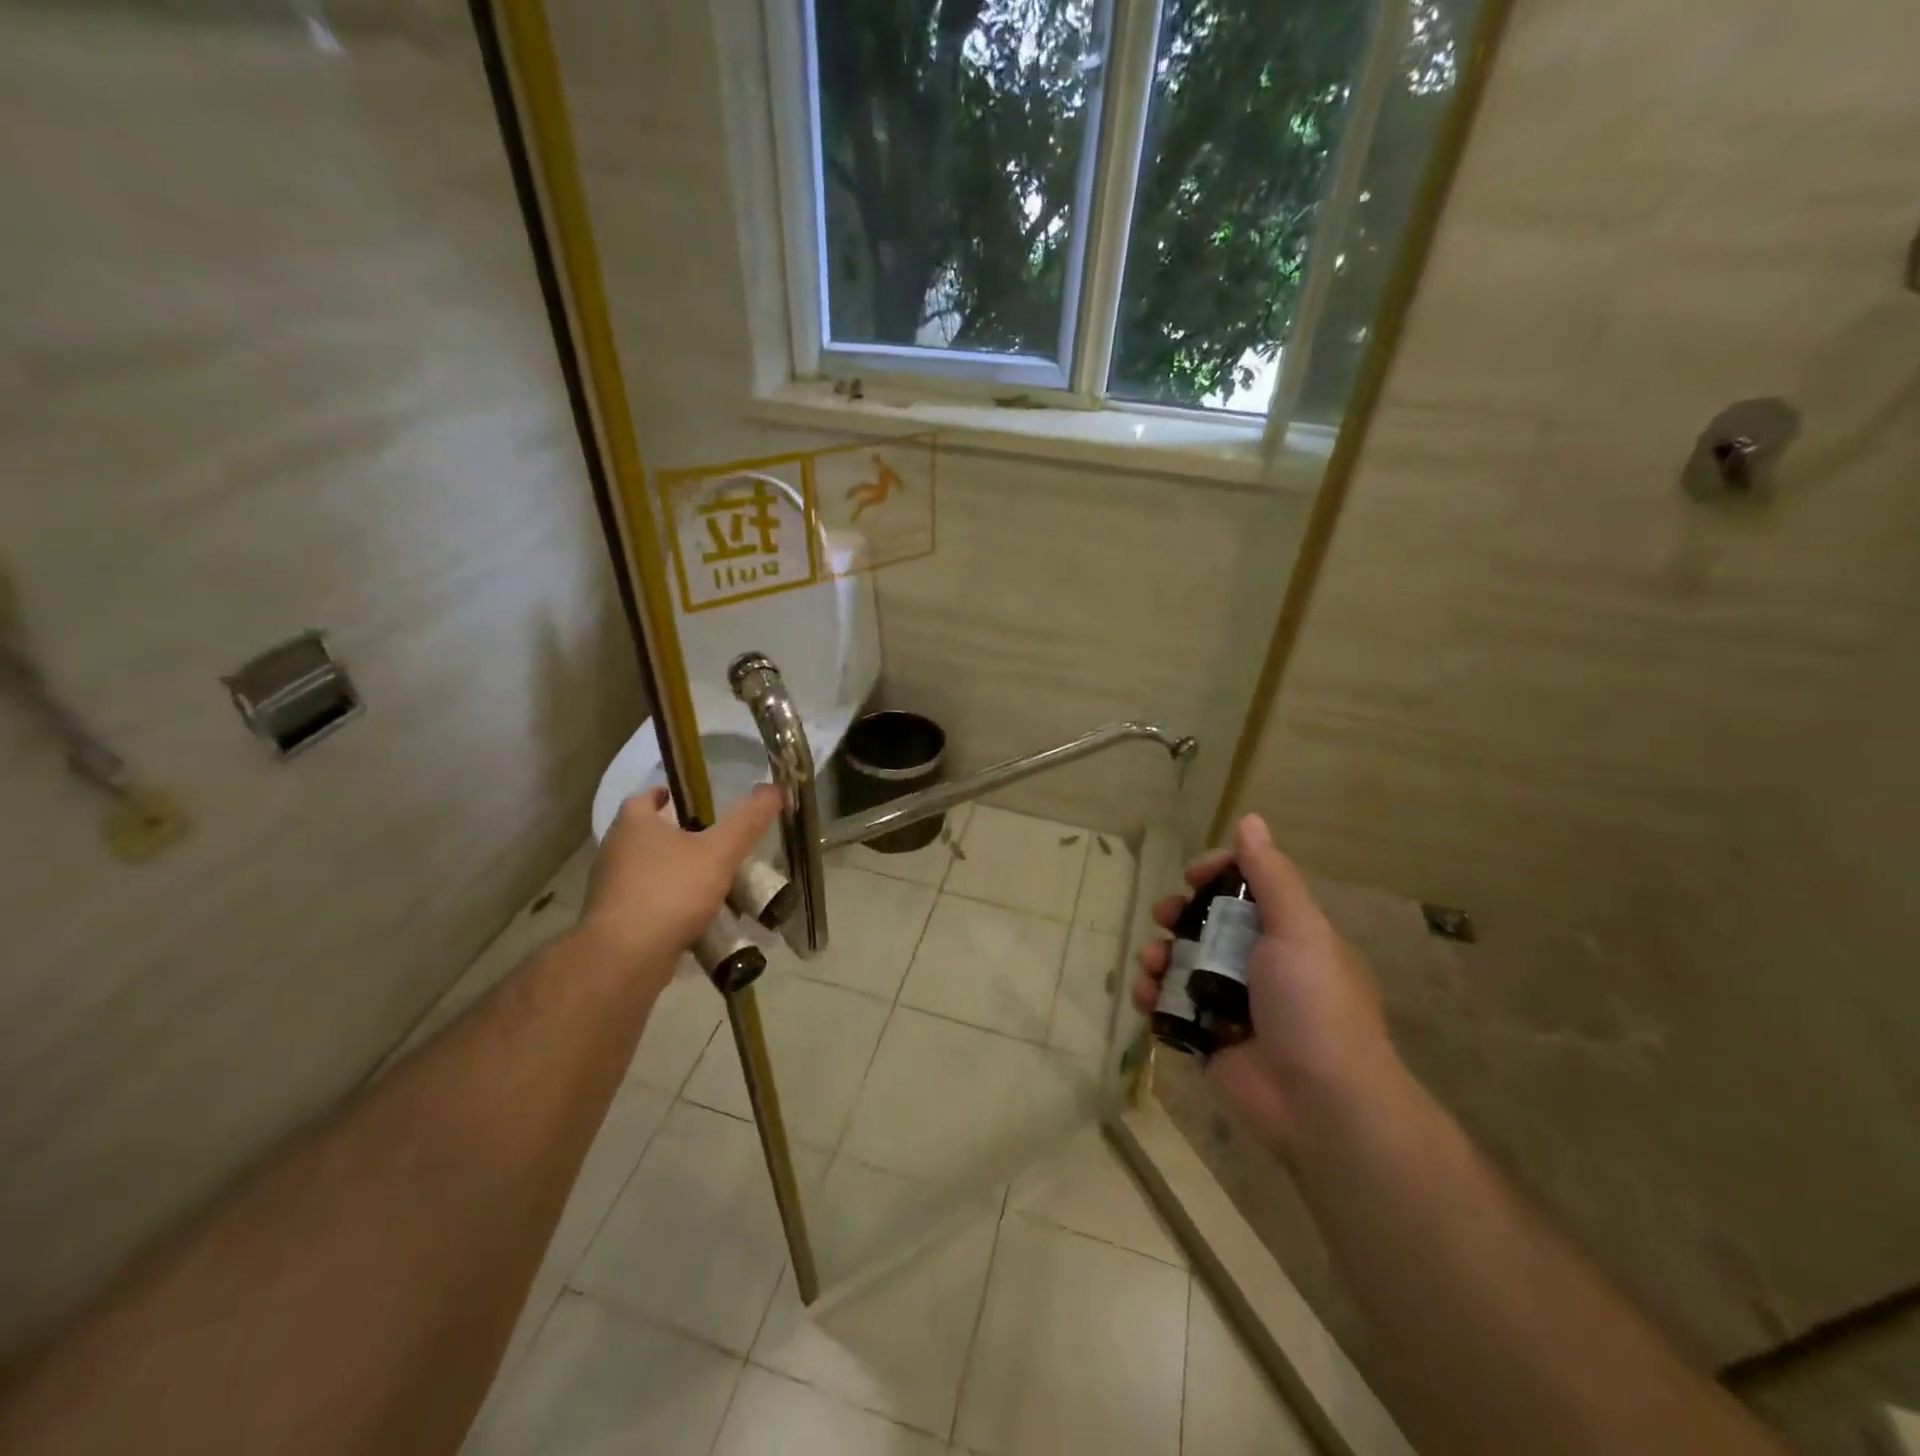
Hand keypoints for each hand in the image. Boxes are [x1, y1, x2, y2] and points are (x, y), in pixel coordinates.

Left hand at [579, 785, 781, 993]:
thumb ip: (747, 821)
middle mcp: (616, 850)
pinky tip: (700, 918)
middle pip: (653, 835)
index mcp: (634, 824)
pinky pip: (650, 903)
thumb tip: (775, 788)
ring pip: (652, 871)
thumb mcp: (720, 851)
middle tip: (720, 843)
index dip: (674, 796)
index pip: (650, 796)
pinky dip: (672, 905)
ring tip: (717, 882)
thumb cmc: (671, 891)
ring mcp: (612, 888)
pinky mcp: (615, 921)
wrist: (626, 958)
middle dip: (684, 838)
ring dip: (679, 874)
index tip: (702, 804)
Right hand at [1132, 813, 1399, 1151]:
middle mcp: (1258, 964)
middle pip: (1205, 924)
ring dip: (1158, 956)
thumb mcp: (1300, 930)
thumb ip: (1271, 876)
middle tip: (1164, 918)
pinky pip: (1170, 1005)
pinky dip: (1153, 996)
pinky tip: (1147, 996)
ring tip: (1151, 965)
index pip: (1244, 890)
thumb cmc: (1314, 1005)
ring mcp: (1231, 1002)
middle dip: (1177, 915)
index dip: (1215, 875)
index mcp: (1287, 935)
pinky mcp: (1208, 1037)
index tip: (1191, 876)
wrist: (1320, 1103)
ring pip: (1181, 963)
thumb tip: (1250, 819)